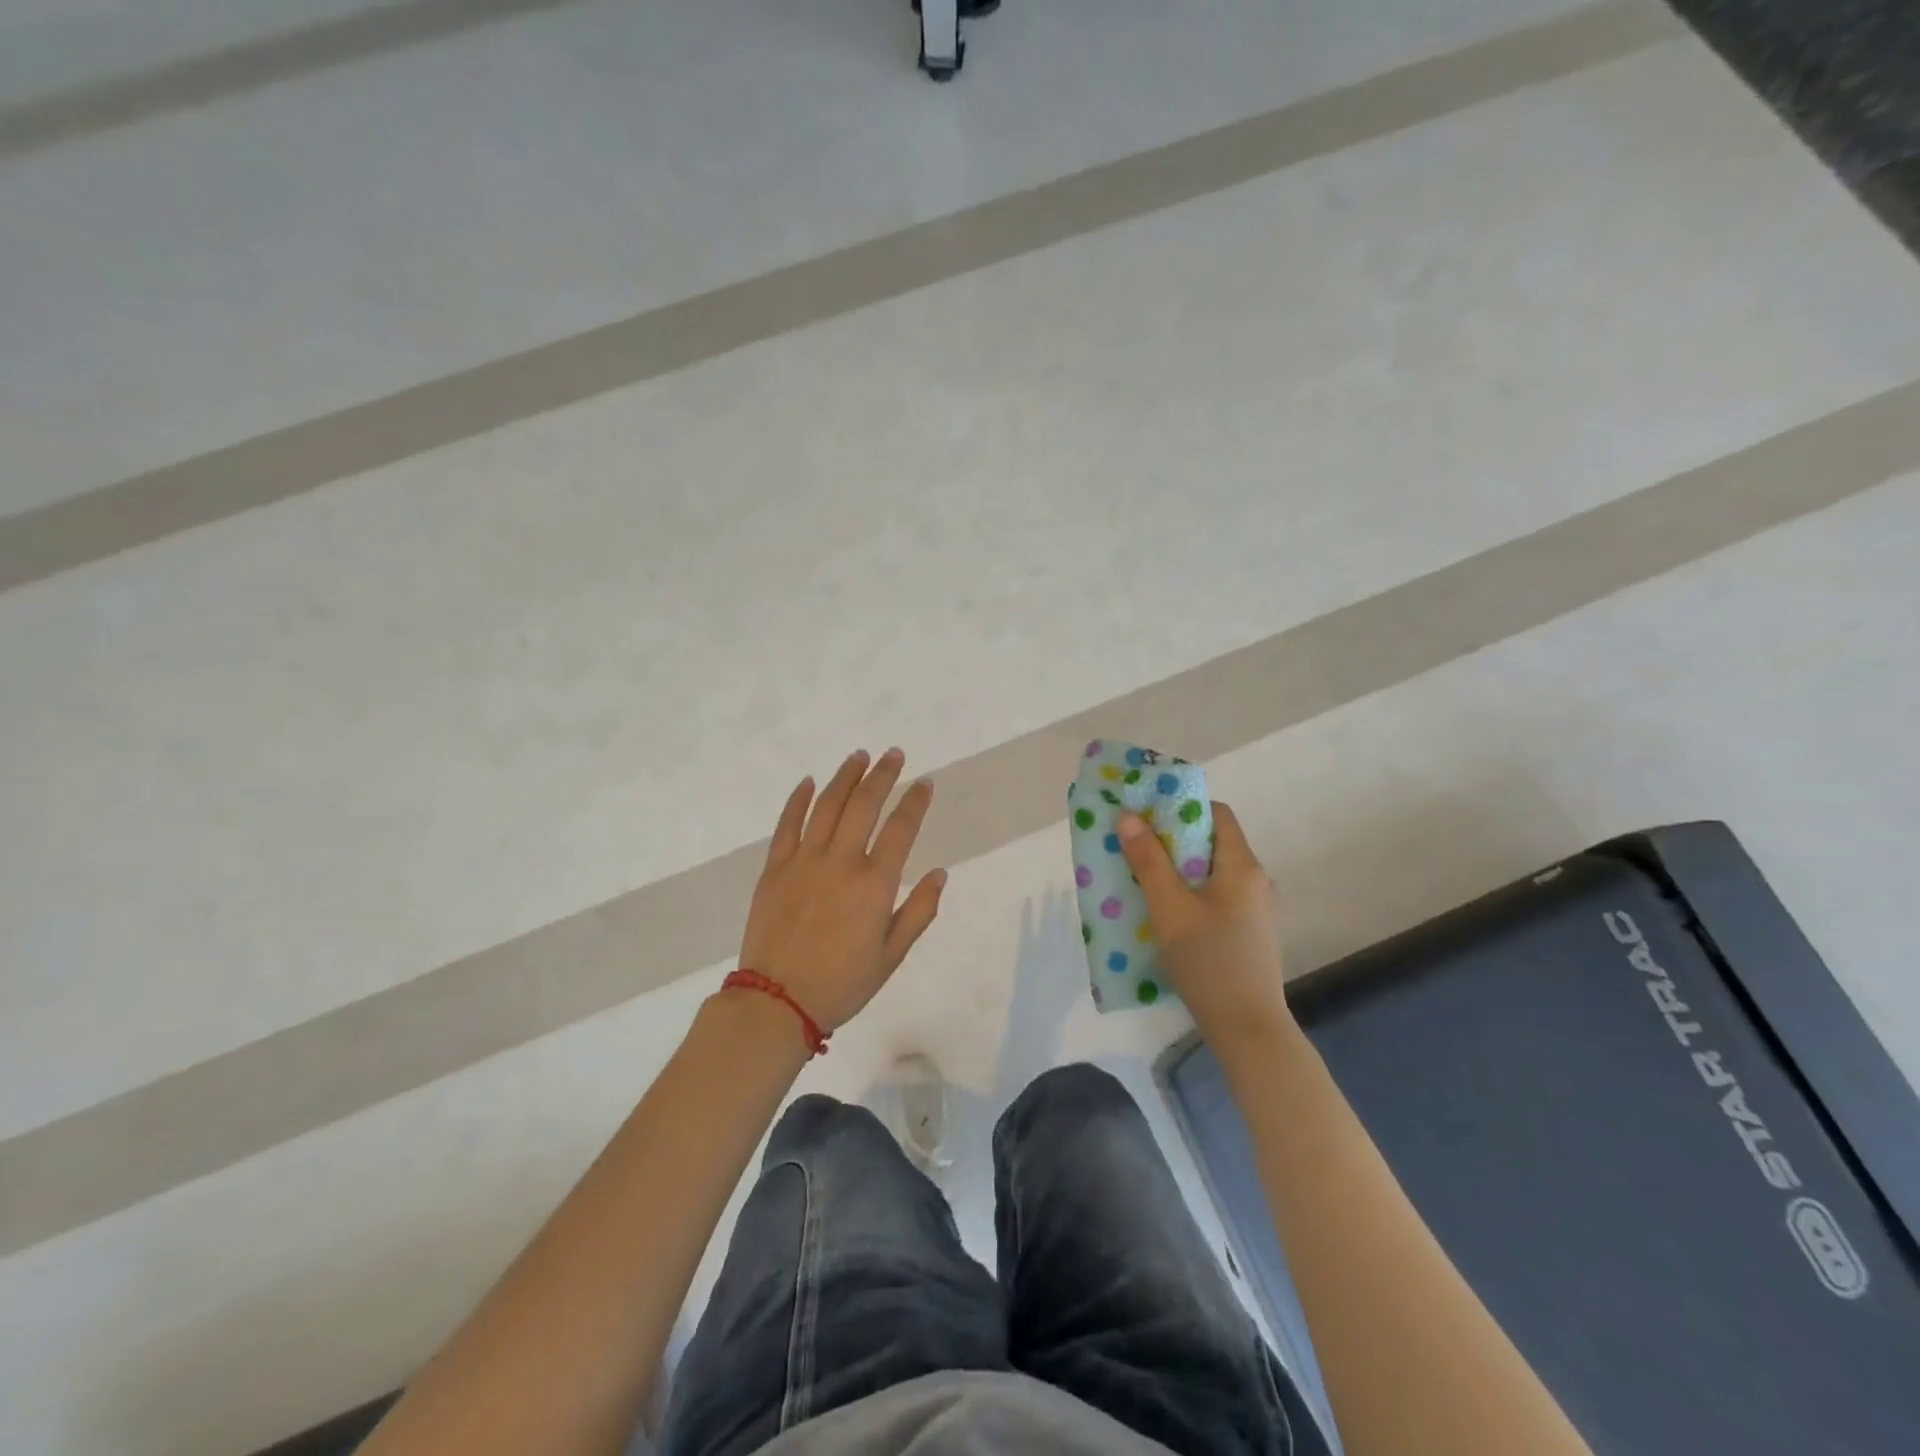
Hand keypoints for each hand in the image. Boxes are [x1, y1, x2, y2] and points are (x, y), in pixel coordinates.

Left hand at [738, 748, 946, 1032]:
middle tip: (893, 754)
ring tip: (859, 756)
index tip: (924, 782)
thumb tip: (940, 873)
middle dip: (882, 774)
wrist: (777, 1002)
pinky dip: (798, 799)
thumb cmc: (843, 983)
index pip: (901, 828)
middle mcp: (841, 861)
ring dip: (845, 777)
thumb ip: (920, 911)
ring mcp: (804, 861)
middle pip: (864, 804)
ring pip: (827, 805)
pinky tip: (808, 782)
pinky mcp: (774, 868)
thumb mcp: (892, 956)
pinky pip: (787, 824)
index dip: (915, 801)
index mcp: (874, 884)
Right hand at [1117, 801, 1290, 1048]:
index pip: (1217, 814)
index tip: (1146, 815)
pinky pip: (1217, 897)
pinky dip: (1191, 893)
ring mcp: (1257, 909)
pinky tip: (1166, 913)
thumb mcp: (1169, 909)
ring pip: (1212, 873)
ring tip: (1143, 879)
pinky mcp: (1250, 933)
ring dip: (1179, 869)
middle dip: (1172, 840)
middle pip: (1212, 842)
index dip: (1181, 808)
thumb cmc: (1208, 962)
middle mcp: (1256, 880)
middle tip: (1135, 846)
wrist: (1248, 1030)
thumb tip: (1128, 817)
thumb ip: (1148, 862)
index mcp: (1242, 866)